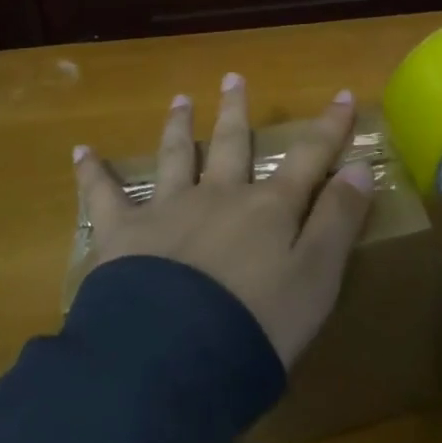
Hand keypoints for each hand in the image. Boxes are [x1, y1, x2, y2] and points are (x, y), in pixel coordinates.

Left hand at [74, 74, 375, 365]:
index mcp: (268, 209)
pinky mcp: (122, 237)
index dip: (330, 127)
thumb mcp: (316, 280)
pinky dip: (93, 173)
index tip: (342, 96)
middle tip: (232, 78)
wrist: (169, 364)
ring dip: (179, 126)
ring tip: (180, 100)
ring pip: (176, 157)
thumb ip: (338, 221)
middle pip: (233, 144)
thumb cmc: (255, 328)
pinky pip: (103, 197)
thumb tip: (359, 166)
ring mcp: (168, 211)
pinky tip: (81, 152)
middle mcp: (220, 196)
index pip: (309, 157)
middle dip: (236, 111)